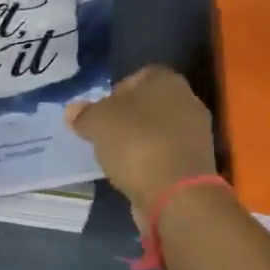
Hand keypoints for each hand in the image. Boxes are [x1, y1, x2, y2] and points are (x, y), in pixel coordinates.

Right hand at [66, 66, 217, 211]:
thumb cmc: (136, 144)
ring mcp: (196, 134)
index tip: (101, 111)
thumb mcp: (97, 123)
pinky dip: (150, 161)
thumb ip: (84, 114)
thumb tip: (73, 110)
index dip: (117, 90)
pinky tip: (134, 174)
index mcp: (168, 81)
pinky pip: (166, 154)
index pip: (140, 75)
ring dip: (139, 141)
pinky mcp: (196, 163)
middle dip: (127, 117)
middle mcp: (188, 101)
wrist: (177, 194)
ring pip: (159, 130)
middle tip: (105, 133)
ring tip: (116, 157)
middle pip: (150, 104)